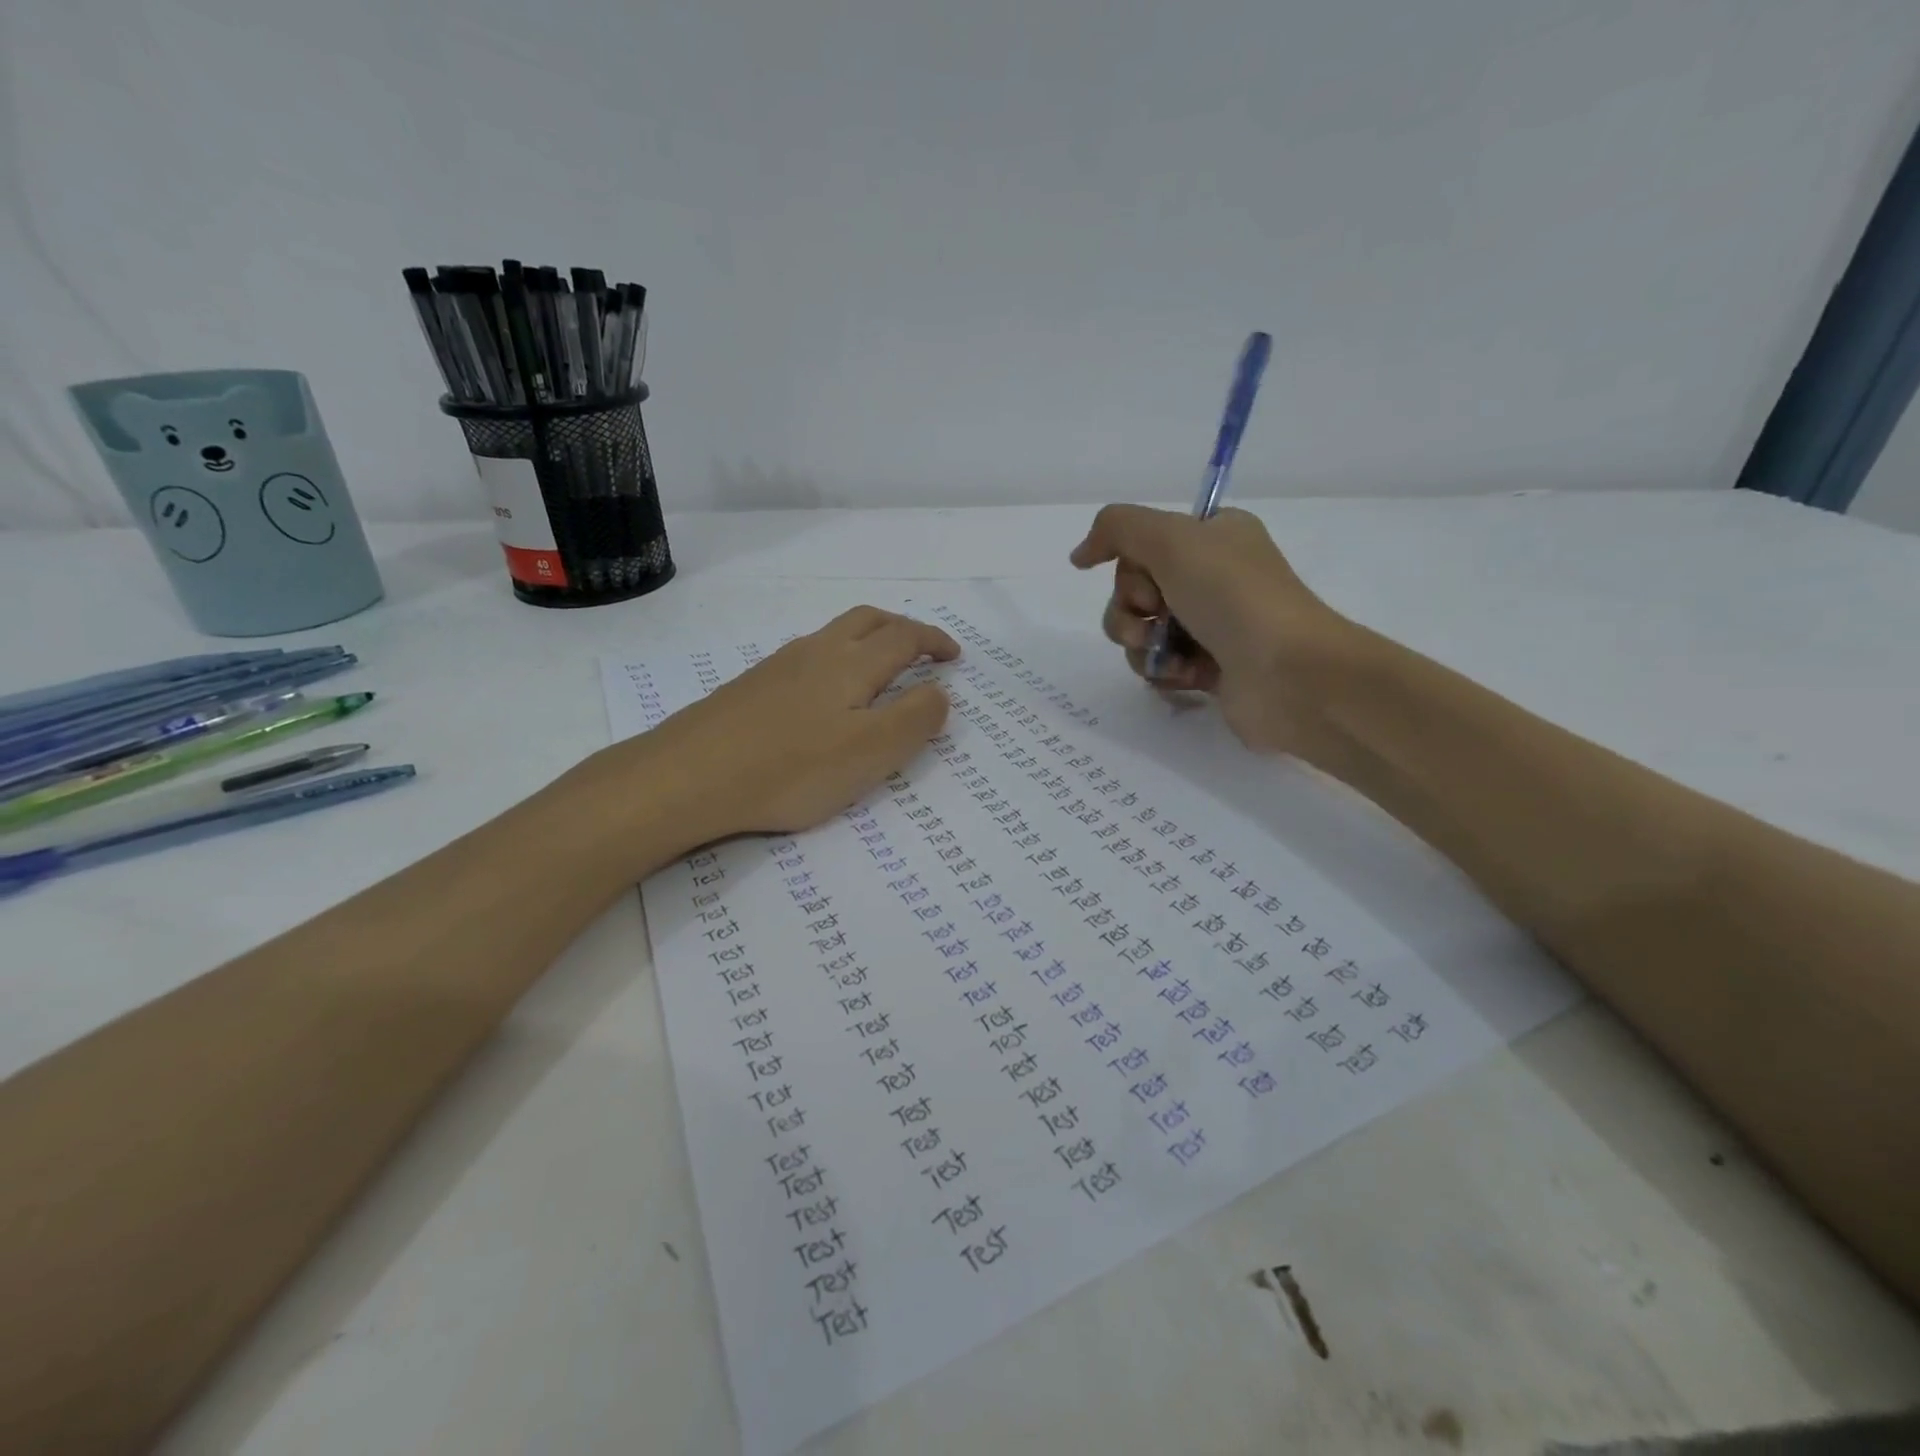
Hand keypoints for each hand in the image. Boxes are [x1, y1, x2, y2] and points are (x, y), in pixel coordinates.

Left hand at [625, 607, 957, 838]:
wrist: (688, 776)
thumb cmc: (791, 768)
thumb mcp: (871, 752)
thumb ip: (915, 719)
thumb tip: (939, 690)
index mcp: (852, 664)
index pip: (904, 636)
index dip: (934, 641)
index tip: (954, 656)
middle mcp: (816, 652)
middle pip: (867, 620)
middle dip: (901, 629)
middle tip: (921, 652)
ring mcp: (778, 666)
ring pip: (833, 636)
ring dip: (866, 641)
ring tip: (877, 674)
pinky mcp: (750, 687)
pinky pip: (805, 658)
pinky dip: (833, 662)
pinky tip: (823, 698)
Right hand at [1070, 504, 1352, 754]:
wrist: (1288, 673)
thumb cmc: (1233, 597)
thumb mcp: (1172, 540)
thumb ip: (1117, 529)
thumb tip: (1079, 555)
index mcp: (1214, 537)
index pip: (1143, 545)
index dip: (1132, 566)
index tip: (1150, 579)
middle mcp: (1212, 577)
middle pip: (1134, 591)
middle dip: (1130, 610)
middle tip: (1157, 618)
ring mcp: (1211, 626)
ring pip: (1140, 633)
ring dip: (1142, 646)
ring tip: (1170, 657)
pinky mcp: (1209, 670)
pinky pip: (1159, 667)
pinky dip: (1163, 672)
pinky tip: (1186, 678)